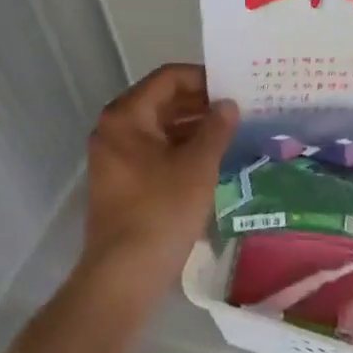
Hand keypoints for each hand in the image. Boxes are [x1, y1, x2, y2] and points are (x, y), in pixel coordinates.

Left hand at [80, 63, 236, 309]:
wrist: (124, 274)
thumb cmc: (162, 210)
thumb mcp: (198, 165)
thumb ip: (216, 128)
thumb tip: (228, 105)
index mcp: (126, 116)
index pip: (168, 78)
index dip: (203, 78)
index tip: (234, 86)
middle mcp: (114, 129)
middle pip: (162, 101)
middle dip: (200, 102)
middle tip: (238, 107)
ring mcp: (115, 157)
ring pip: (160, 127)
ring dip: (193, 126)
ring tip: (231, 130)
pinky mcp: (122, 181)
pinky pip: (155, 150)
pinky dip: (181, 147)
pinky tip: (211, 156)